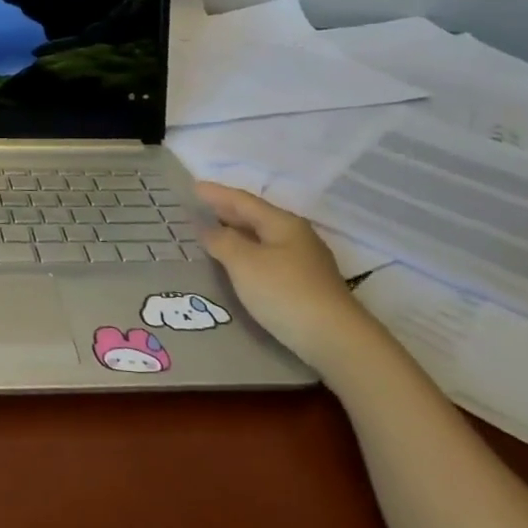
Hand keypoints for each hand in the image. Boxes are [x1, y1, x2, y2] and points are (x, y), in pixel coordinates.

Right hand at [196, 182, 383, 374]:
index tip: (192, 187)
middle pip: (255, 217)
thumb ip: (222, 241)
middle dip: (226, 212)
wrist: (335, 340)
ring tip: (211, 235)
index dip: (216, 193)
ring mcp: (304, 262)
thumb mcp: (245, 263)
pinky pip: (267, 258)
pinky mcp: (305, 285)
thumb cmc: (285, 293)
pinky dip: (246, 254)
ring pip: (262, 239)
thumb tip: (207, 227)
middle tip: (197, 210)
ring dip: (236, 234)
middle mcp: (296, 236)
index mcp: (282, 223)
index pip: (243, 201)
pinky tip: (236, 265)